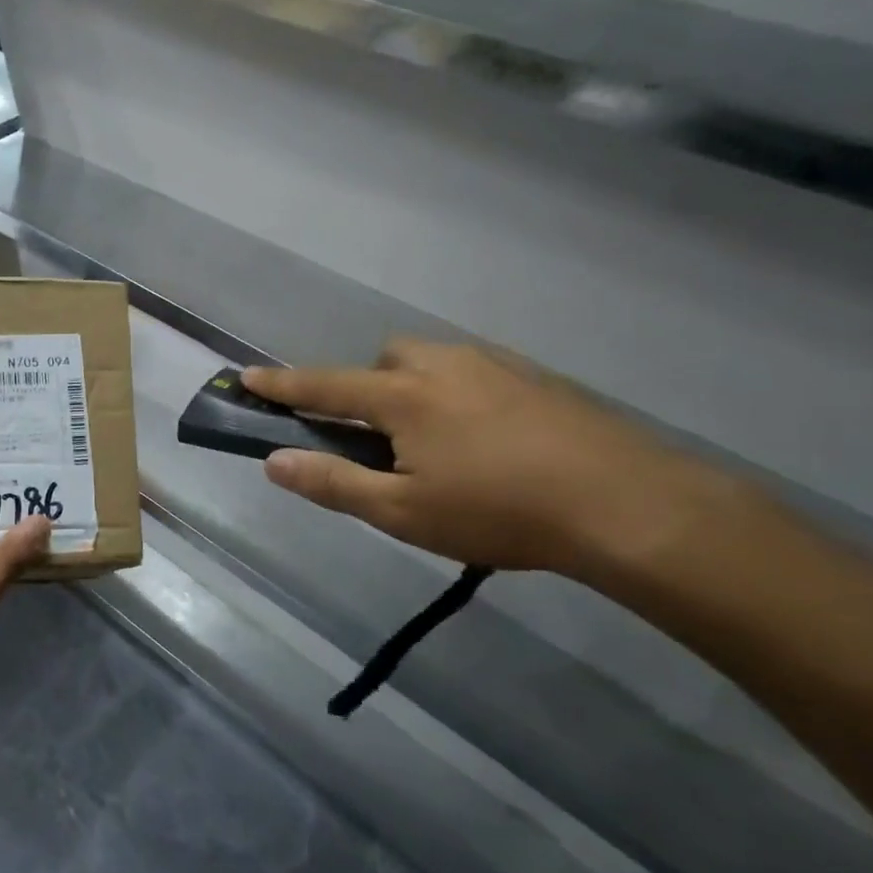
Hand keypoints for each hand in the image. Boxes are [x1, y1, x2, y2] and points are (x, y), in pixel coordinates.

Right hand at [244, 339, 733, 580]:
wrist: (627, 503)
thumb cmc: (499, 511)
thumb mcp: (404, 512)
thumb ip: (333, 484)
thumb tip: (273, 462)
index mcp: (401, 396)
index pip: (323, 385)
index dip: (281, 383)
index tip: (246, 374)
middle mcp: (441, 366)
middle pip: (384, 359)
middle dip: (366, 386)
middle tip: (380, 435)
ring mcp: (493, 365)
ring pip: (432, 362)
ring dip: (414, 387)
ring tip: (436, 441)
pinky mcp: (535, 377)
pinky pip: (474, 372)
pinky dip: (459, 393)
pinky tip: (488, 438)